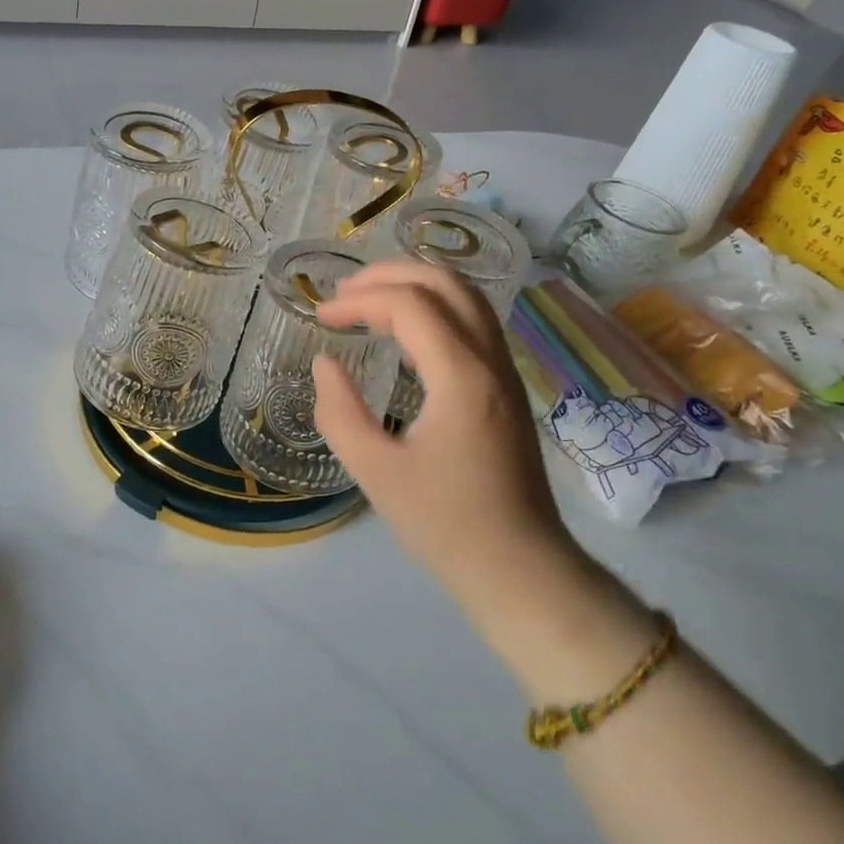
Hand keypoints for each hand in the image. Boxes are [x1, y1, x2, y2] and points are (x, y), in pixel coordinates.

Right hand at [313, 260, 644, 689]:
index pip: (409, 305)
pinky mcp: (507, 386)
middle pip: (445, 282)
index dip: (360, 300)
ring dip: (415, 285)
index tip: (321, 318)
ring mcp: (505, 371)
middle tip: (344, 292)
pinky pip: (472, 321)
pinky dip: (434, 307)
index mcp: (461, 377)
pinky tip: (404, 332)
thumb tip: (325, 364)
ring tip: (369, 300)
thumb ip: (340, 413)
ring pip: (466, 296)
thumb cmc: (446, 525)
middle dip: (390, 274)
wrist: (521, 569)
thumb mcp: (377, 473)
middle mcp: (490, 360)